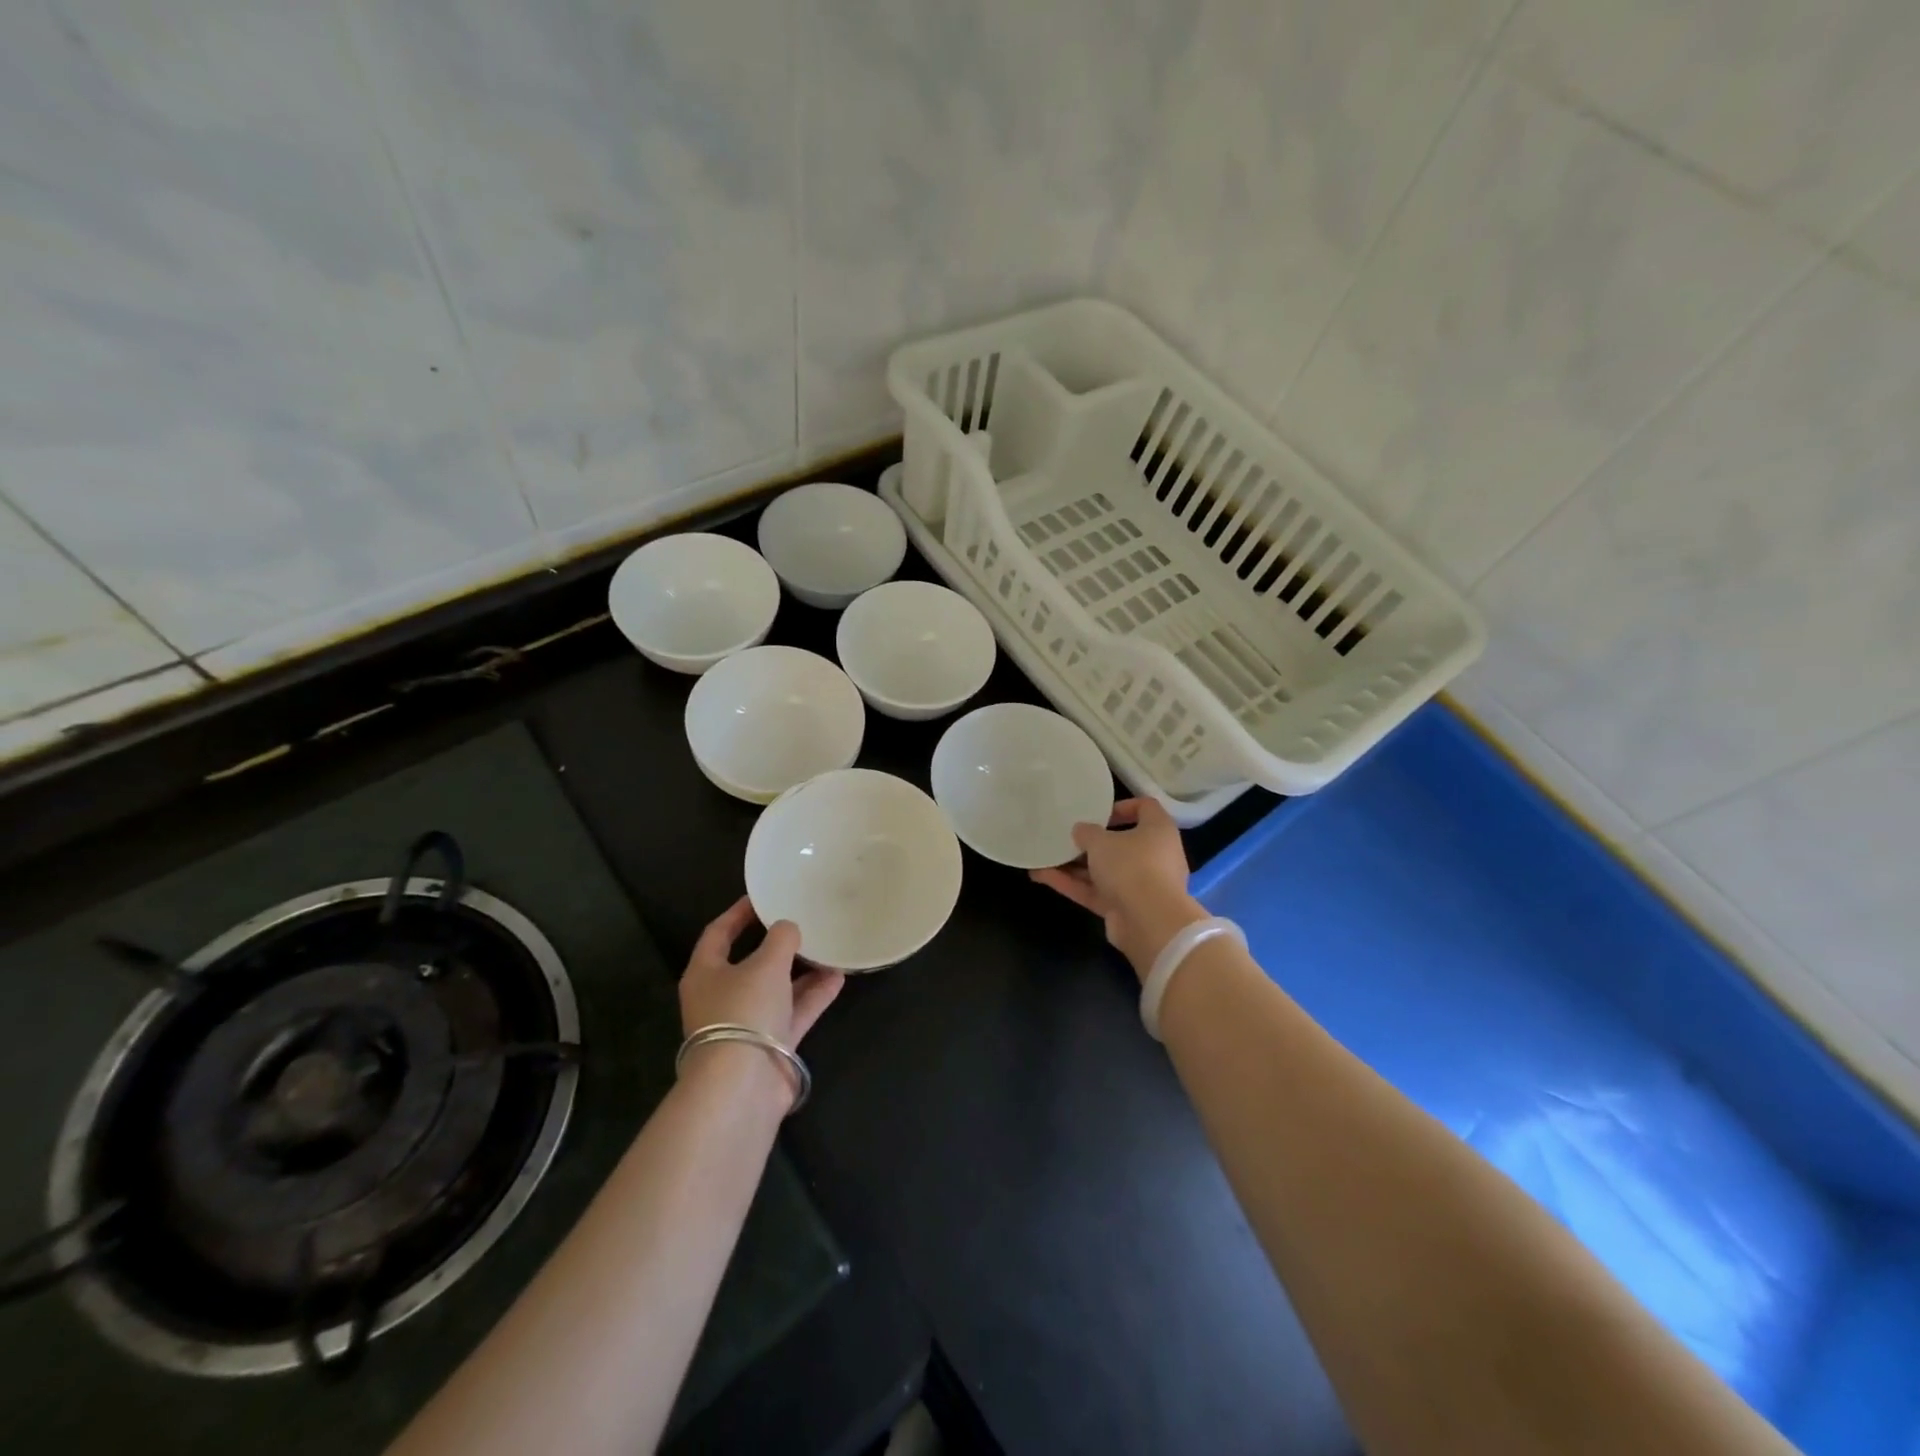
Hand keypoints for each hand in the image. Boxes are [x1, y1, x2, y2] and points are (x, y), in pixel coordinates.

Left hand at [679, 896, 844, 1046]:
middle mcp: (722, 997)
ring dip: (803, 970)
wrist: (743, 1085)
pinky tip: (839, 976)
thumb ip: (781, 939)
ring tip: (830, 947)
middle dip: (778, 944)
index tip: (762, 897)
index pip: (718, 933)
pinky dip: (814, 995)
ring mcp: (747, 1023)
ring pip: (778, 988)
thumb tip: (788, 928)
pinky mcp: (771, 1045)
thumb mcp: (765, 964)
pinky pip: (795, 1011)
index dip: (738, 913)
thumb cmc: (743, 1011)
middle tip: (803, 922)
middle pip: (751, 962)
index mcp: (706, 973)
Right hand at [1030, 798, 1207, 980]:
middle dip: (1090, 842)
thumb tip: (1081, 831)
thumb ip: (1087, 832)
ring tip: (1044, 856)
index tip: (1098, 812)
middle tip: (1066, 836)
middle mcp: (1153, 856)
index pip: (1145, 808)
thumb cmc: (1132, 866)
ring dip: (1074, 865)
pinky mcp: (1124, 907)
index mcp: (1158, 831)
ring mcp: (1139, 885)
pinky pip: (1095, 891)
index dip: (1122, 807)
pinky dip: (1072, 884)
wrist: (1150, 923)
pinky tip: (1042, 876)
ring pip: (1103, 870)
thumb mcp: (1101, 841)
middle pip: (1120, 843)